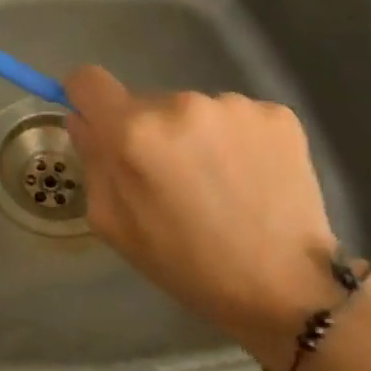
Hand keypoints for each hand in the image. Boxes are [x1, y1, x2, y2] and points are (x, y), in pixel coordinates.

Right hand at [64, 66, 339, 365]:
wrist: (288, 290)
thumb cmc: (187, 265)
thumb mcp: (115, 224)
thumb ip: (92, 162)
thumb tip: (83, 119)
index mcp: (133, 132)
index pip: (88, 80)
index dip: (87, 99)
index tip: (99, 123)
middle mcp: (180, 104)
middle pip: (145, 102)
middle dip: (151, 132)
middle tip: (174, 180)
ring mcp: (232, 105)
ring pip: (193, 110)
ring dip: (196, 136)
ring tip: (220, 184)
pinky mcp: (276, 114)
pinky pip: (236, 116)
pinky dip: (237, 140)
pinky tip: (251, 178)